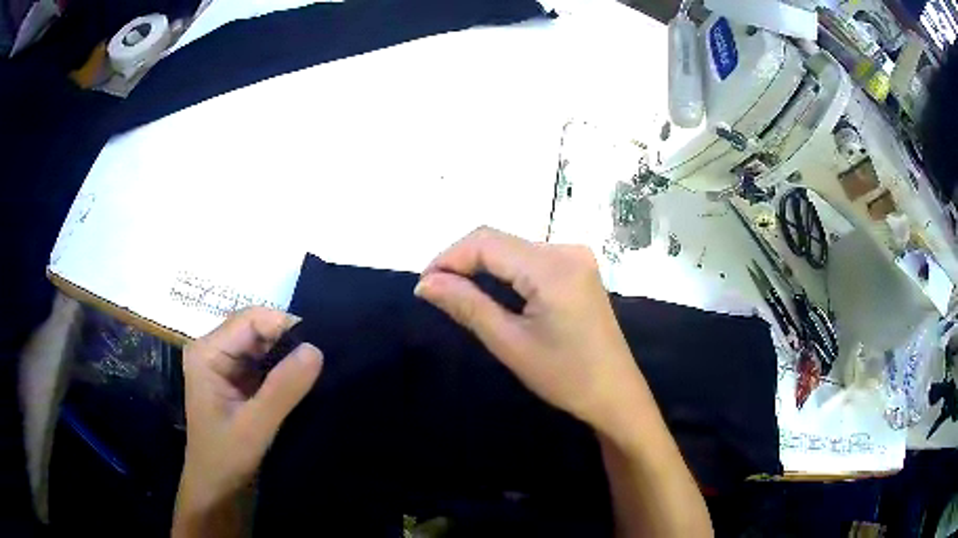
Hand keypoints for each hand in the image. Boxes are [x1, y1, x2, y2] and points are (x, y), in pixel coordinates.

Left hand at [173, 307, 322, 536]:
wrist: (217, 490)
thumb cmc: (226, 459)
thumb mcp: (255, 427)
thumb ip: (283, 389)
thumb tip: (316, 349)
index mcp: (207, 353)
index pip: (250, 319)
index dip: (284, 327)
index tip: (318, 350)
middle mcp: (214, 351)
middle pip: (257, 329)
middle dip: (288, 342)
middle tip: (322, 362)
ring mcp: (225, 365)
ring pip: (264, 345)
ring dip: (289, 356)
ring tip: (316, 372)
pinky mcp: (237, 381)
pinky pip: (265, 364)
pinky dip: (285, 370)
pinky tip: (302, 382)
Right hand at [414, 227, 645, 432]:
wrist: (615, 394)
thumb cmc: (565, 377)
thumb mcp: (510, 343)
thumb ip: (467, 305)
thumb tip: (425, 283)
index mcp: (552, 266)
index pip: (485, 241)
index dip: (448, 258)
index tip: (423, 287)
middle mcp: (566, 249)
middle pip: (499, 241)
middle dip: (462, 262)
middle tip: (435, 292)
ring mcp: (575, 257)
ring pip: (513, 248)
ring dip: (481, 266)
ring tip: (455, 293)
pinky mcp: (578, 268)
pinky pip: (530, 259)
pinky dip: (503, 271)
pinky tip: (490, 292)